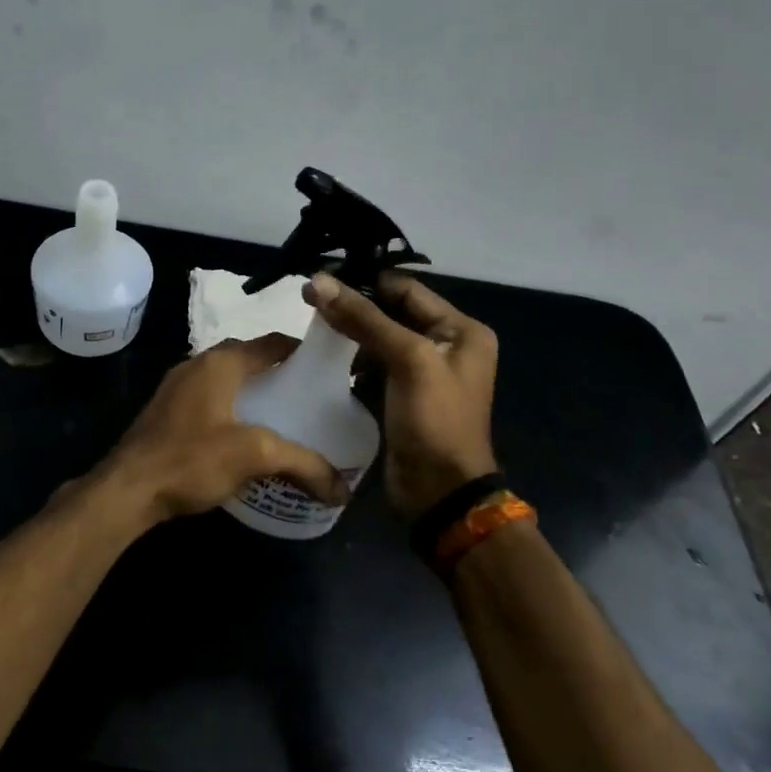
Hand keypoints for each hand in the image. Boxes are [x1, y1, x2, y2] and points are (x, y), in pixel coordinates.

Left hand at [95, 335, 350, 524]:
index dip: (303, 352)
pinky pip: (209, 399)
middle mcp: (197, 364)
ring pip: (227, 380)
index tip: (329, 371)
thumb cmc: (191, 459)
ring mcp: (176, 387)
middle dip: (279, 374)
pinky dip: (232, 408)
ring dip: (253, 392)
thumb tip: (342, 488)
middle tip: (308, 399)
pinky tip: (244, 436)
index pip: (272, 343)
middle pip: (249, 359)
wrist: (126, 490)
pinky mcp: (166, 412)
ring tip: (282, 417)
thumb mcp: (255, 456)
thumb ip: (303, 464)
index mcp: (220, 362)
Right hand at [303, 271, 498, 518]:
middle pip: (392, 312)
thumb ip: (364, 318)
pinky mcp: (403, 396)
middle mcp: (447, 345)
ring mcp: (424, 372)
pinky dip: (352, 360)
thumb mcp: (407, 359)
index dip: (365, 281)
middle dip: (353, 307)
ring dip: (350, 333)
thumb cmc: (434, 420)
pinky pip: (374, 365)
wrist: (440, 493)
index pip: (407, 290)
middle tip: (309, 301)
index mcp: (461, 330)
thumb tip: (317, 281)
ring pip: (379, 338)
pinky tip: (326, 358)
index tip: (321, 278)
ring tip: (312, 327)